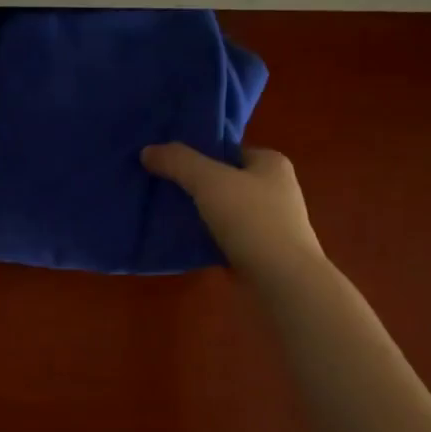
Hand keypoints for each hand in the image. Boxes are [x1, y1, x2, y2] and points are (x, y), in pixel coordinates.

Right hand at [141, 142, 326, 284]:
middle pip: (224, 180)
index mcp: (271, 163)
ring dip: (198, 212)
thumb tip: (147, 151)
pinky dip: (205, 237)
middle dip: (194, 184)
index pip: (228, 150)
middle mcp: (275, 189)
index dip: (198, 153)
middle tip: (159, 185)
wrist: (282, 281)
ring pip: (223, 210)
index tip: (167, 161)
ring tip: (163, 212)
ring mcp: (270, 223)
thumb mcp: (209, 180)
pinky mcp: (261, 251)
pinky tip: (180, 240)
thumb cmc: (252, 219)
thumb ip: (178, 161)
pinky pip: (225, 237)